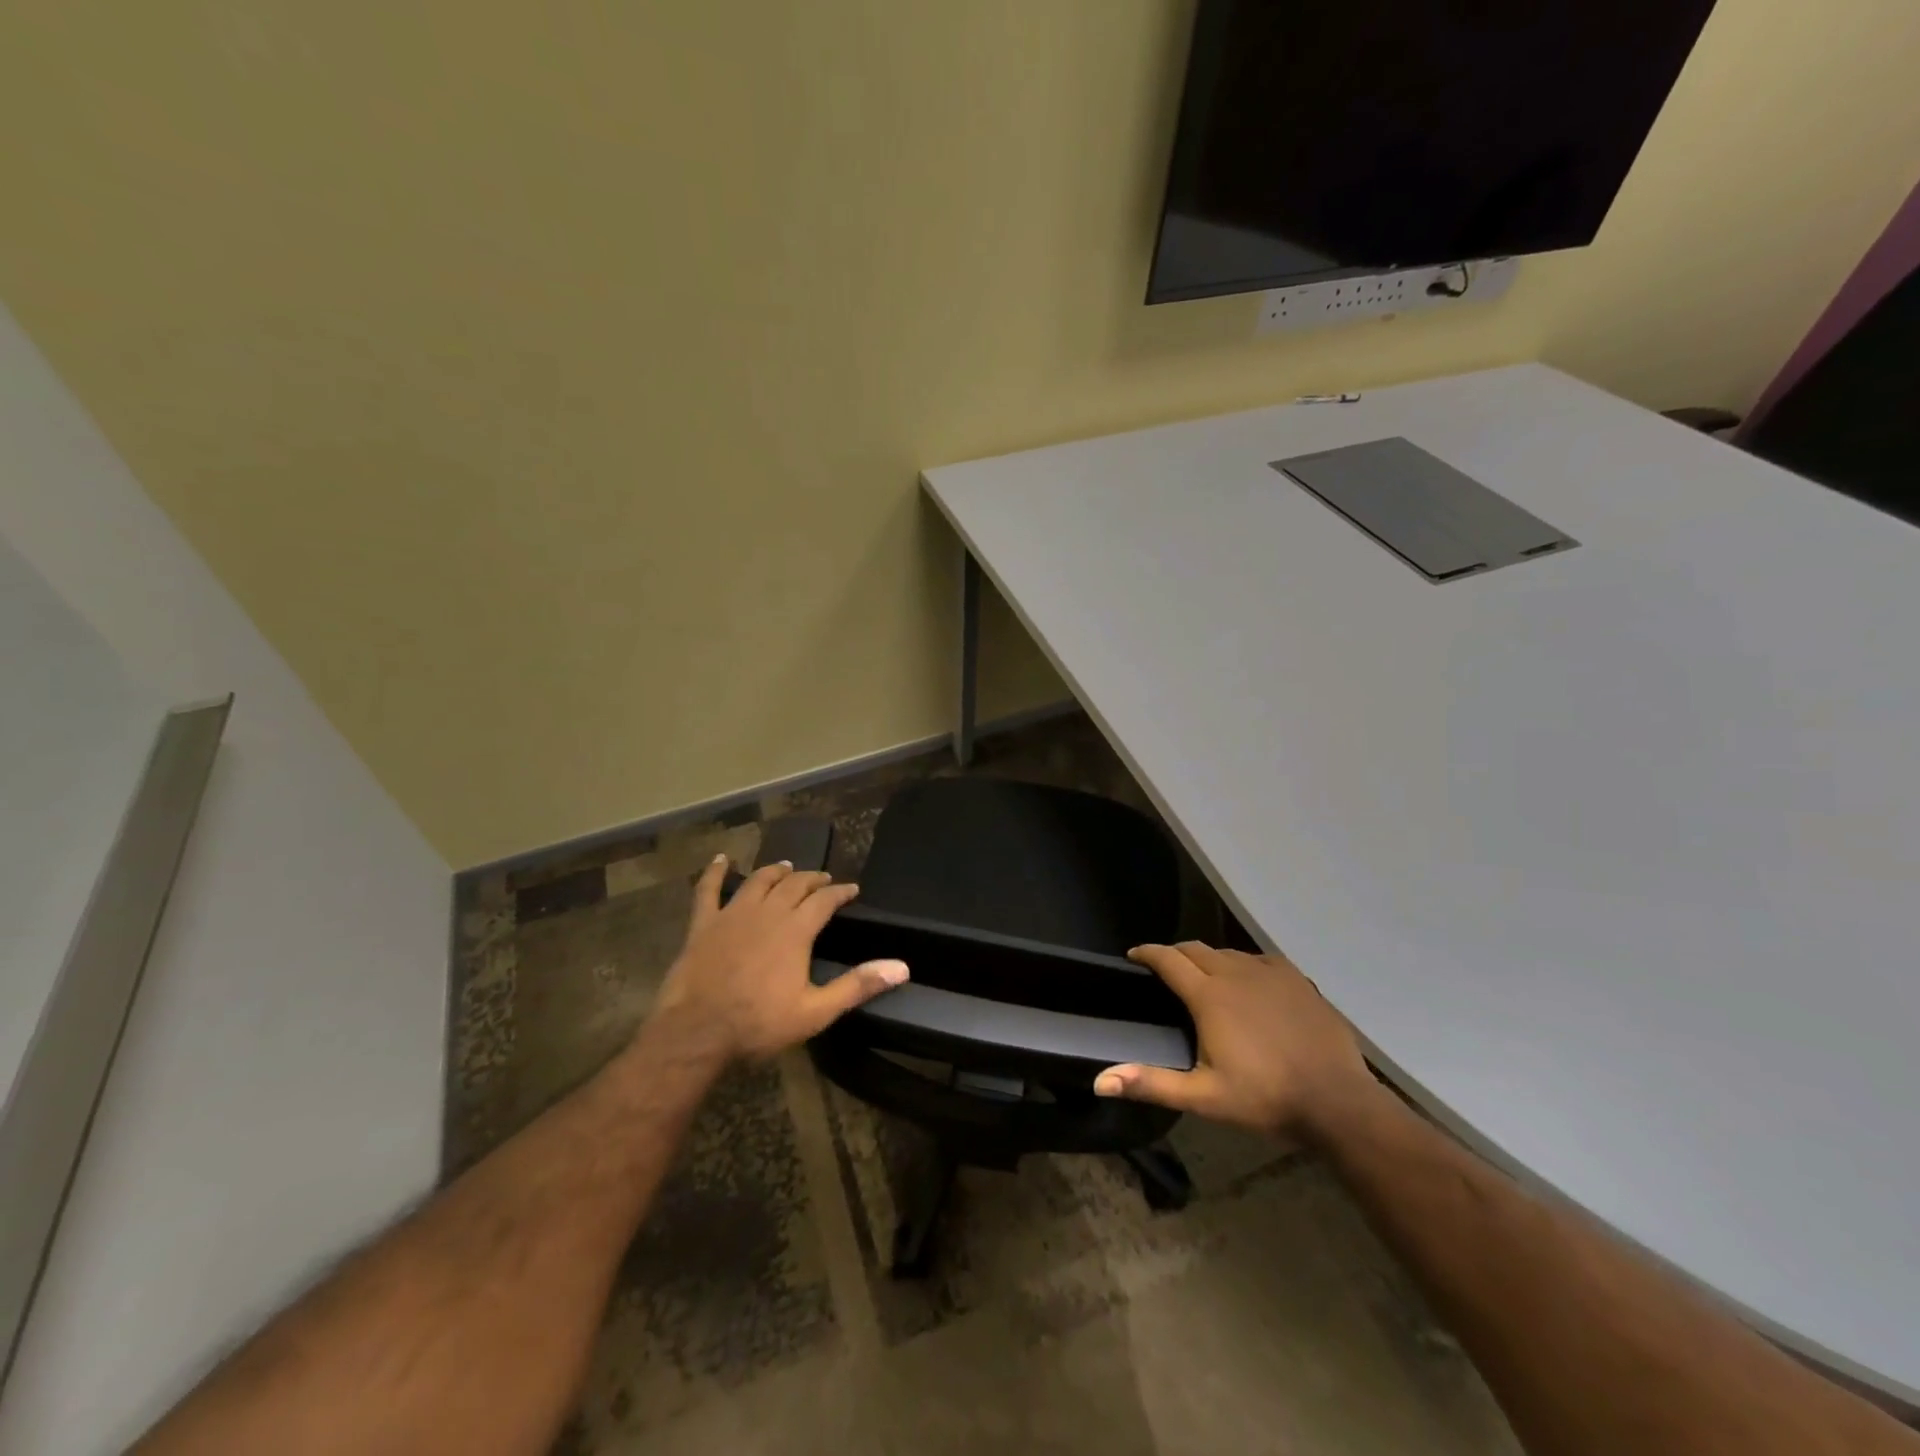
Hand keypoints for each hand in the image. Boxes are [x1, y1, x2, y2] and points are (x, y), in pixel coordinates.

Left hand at [650, 856, 908, 1060]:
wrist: (696, 1033)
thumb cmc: (759, 1024)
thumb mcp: (816, 1011)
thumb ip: (858, 986)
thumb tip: (902, 967)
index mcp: (795, 930)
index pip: (825, 900)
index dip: (841, 892)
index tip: (852, 889)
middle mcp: (767, 912)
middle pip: (794, 885)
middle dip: (812, 879)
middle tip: (823, 880)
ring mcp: (732, 914)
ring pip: (758, 881)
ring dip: (776, 872)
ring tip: (787, 867)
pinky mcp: (703, 924)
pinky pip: (707, 890)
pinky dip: (714, 872)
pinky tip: (720, 859)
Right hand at [1093, 941, 1373, 1137]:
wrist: (1338, 1101)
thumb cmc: (1265, 1098)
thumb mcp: (1204, 1098)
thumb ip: (1151, 1084)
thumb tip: (1100, 1081)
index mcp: (1208, 996)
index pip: (1168, 959)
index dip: (1147, 953)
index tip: (1133, 955)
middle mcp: (1235, 973)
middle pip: (1195, 949)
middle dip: (1175, 954)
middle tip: (1165, 970)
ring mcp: (1269, 973)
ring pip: (1228, 953)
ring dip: (1209, 960)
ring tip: (1204, 979)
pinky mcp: (1296, 979)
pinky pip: (1259, 960)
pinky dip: (1243, 966)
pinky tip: (1249, 984)